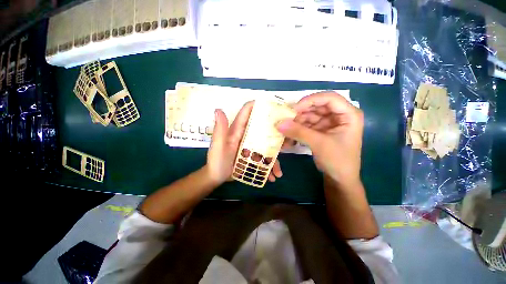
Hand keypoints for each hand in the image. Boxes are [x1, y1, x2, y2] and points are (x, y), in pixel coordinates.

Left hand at [206, 102, 282, 184]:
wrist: (217, 177)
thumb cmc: (217, 161)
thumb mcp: (218, 146)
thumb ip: (220, 129)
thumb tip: (219, 109)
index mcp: (237, 130)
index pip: (247, 113)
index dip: (258, 106)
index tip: (273, 105)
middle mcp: (246, 135)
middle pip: (262, 127)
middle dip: (275, 129)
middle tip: (288, 135)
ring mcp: (252, 146)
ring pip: (267, 145)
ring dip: (275, 154)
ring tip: (279, 169)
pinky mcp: (254, 155)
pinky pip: (265, 158)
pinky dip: (270, 166)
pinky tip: (274, 176)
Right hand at [276, 92, 363, 188]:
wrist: (339, 179)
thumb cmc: (337, 160)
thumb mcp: (319, 144)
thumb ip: (298, 132)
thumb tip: (279, 123)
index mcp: (348, 114)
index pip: (329, 98)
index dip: (311, 100)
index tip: (294, 109)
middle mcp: (339, 115)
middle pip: (317, 106)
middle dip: (301, 113)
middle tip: (286, 119)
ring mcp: (329, 123)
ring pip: (310, 115)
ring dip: (297, 122)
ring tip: (286, 129)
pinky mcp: (321, 130)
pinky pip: (307, 125)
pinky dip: (298, 129)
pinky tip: (290, 134)